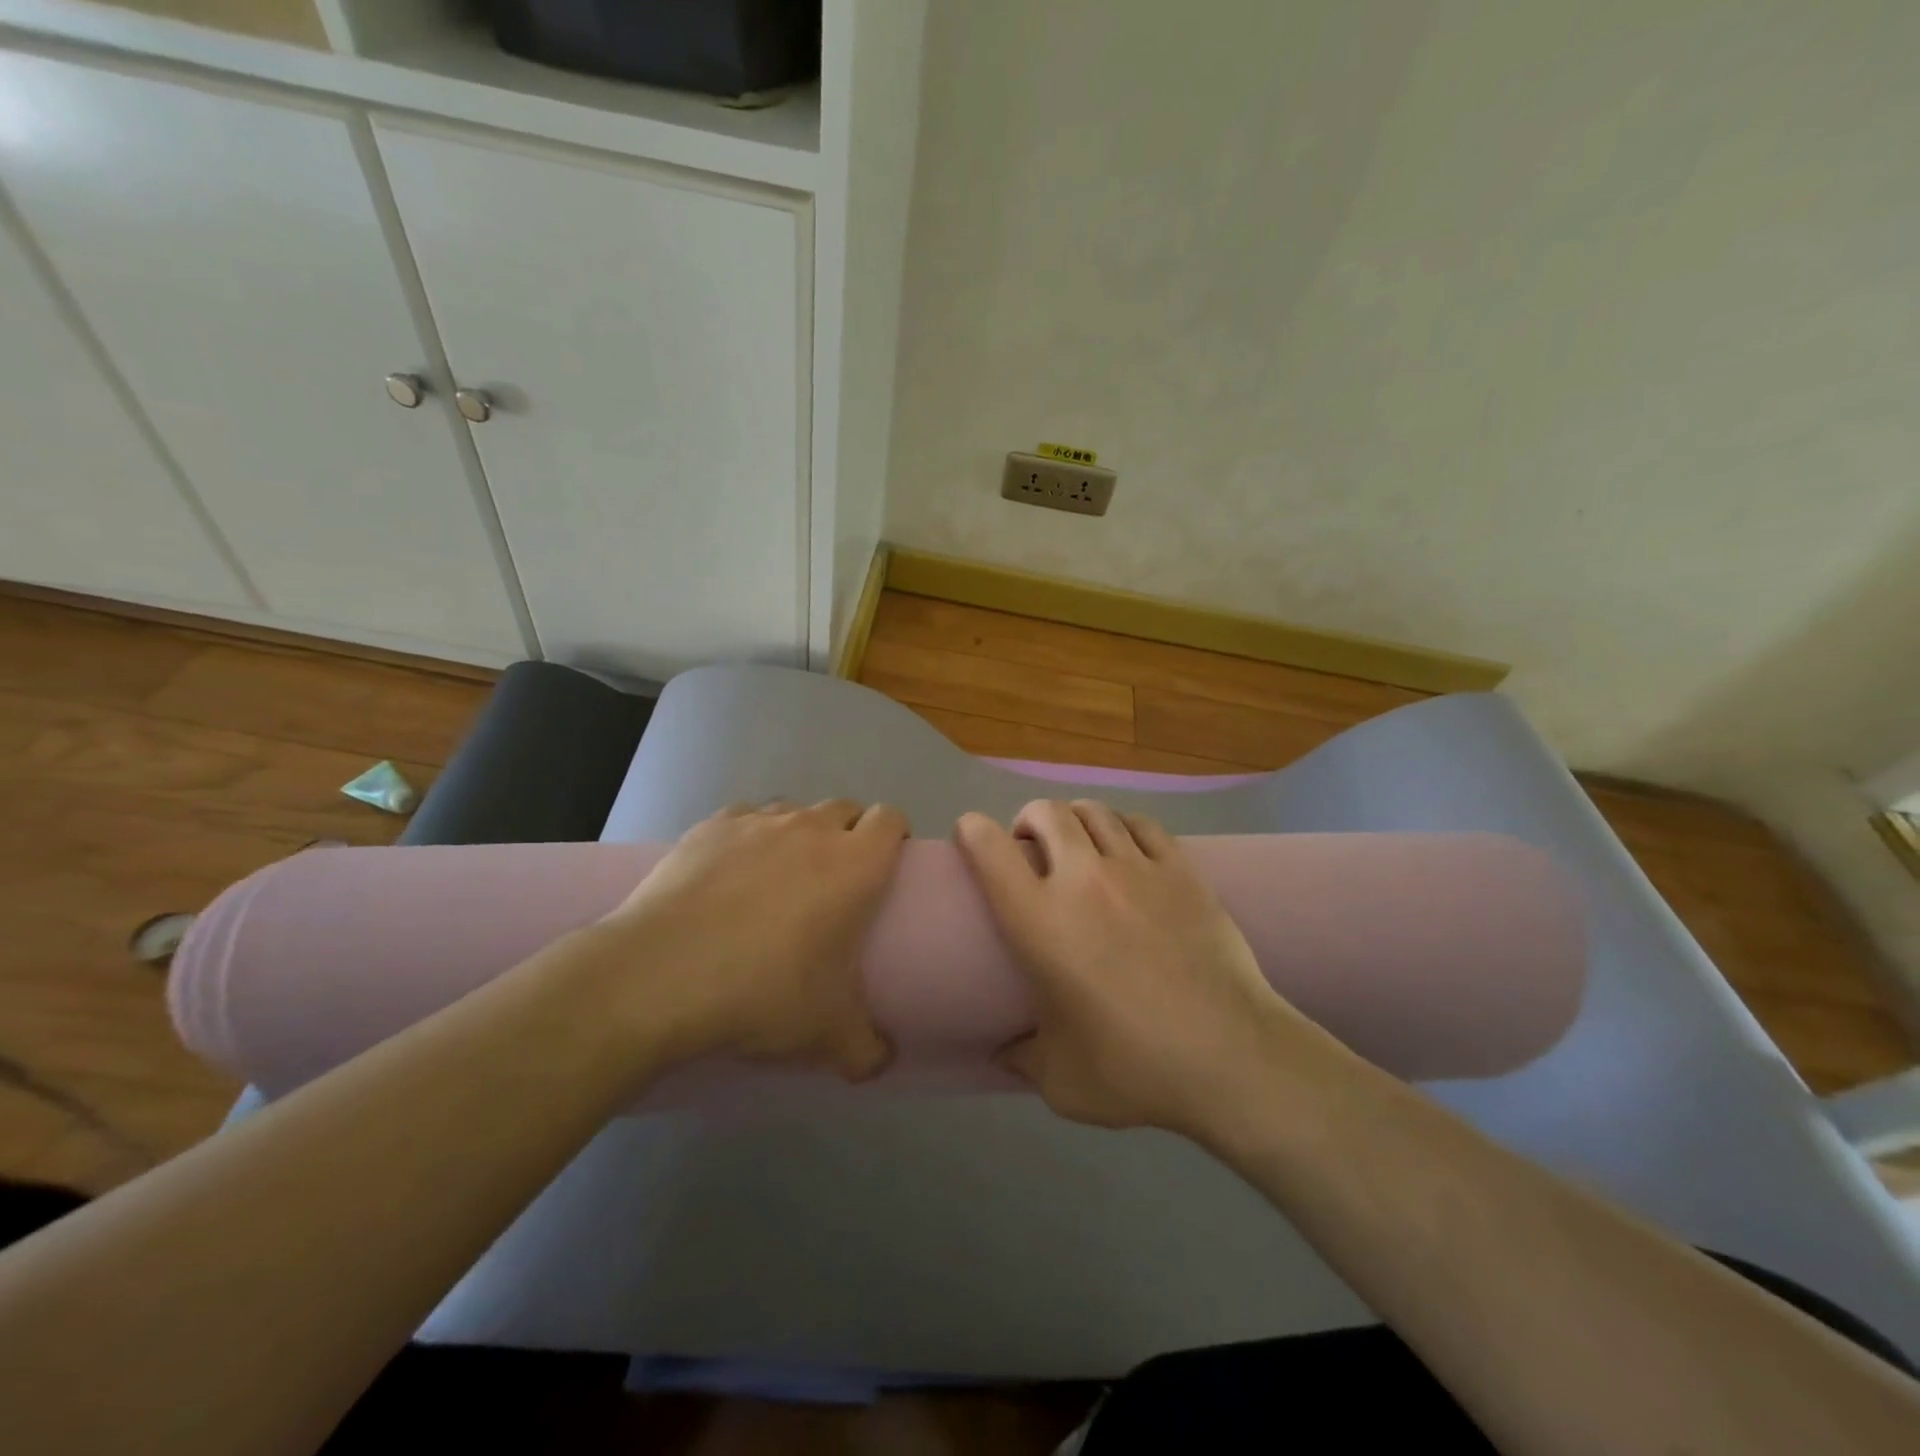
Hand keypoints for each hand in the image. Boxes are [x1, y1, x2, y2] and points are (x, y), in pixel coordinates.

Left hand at [596, 799, 908, 1079]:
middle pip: (846, 808)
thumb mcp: (826, 1035)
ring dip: (799, 833)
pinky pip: (743, 817)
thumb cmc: (762, 994)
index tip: (885, 867)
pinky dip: (748, 837)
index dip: (893, 836)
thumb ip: (867, 1051)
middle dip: (849, 834)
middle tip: (835, 881)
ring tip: (781, 877)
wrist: (658, 977)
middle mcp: (811, 829)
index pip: (891, 818)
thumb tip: (882, 1062)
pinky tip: (729, 873)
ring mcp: (757, 822)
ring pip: (794, 810)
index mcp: (854, 865)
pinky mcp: (709, 827)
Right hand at [955, 799, 1306, 1134]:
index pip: (991, 850)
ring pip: (1095, 811)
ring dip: (1075, 819)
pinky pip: (1143, 825)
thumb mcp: (1060, 1081)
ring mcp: (1138, 869)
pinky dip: (1123, 826)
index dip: (972, 830)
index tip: (971, 835)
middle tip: (1031, 848)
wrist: (1231, 1058)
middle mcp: (1083, 880)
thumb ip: (1023, 1058)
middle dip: (1028, 819)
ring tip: (1078, 844)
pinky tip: (1126, 846)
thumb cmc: (1135, 1069)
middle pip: (1047, 813)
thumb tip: (1004, 1050)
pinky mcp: (1183, 872)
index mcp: (1040, 922)